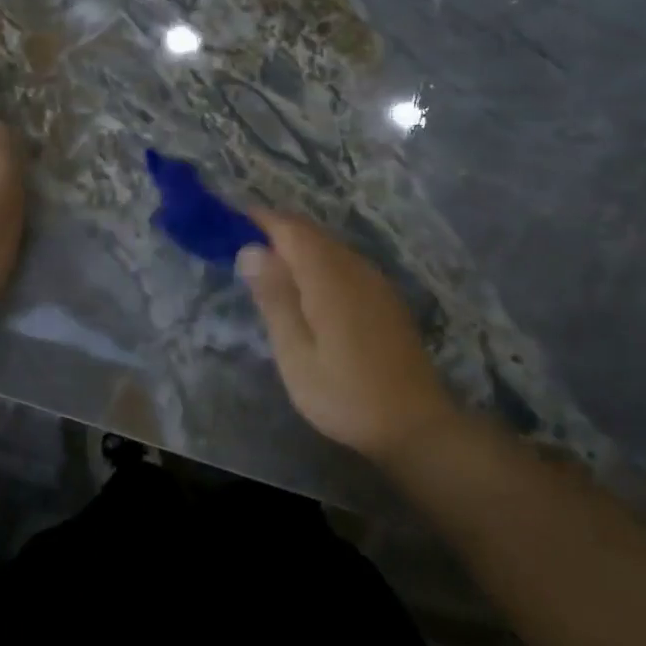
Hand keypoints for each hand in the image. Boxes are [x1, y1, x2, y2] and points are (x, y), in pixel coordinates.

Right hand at [236, 210, 458, 460]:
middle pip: (312, 234)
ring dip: (298, 248)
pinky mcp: (385, 297)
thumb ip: (275, 299)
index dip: (260, 220)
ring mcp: (375, 282)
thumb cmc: (346, 395)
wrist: (415, 425)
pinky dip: (319, 264)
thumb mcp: (296, 355)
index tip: (230, 225)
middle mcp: (356, 268)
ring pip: (330, 247)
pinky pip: (345, 263)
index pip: (291, 230)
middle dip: (277, 233)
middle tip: (242, 251)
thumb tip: (250, 250)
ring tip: (268, 271)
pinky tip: (307, 292)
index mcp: (330, 277)